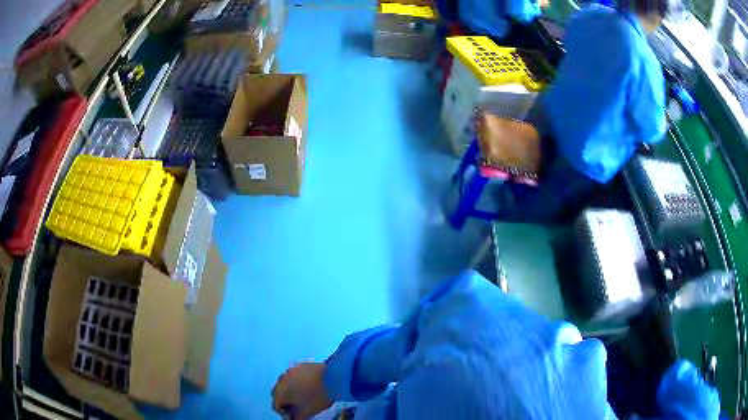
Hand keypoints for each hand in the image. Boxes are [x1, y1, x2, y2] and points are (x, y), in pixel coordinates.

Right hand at [272, 362, 332, 418]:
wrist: (333, 378)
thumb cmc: (317, 397)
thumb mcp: (306, 413)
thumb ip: (295, 418)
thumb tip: (291, 418)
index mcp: (279, 392)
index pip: (276, 406)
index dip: (285, 412)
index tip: (295, 415)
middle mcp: (281, 380)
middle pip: (278, 393)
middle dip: (285, 400)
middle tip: (297, 406)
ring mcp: (290, 370)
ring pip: (285, 383)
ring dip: (290, 390)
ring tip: (303, 395)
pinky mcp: (300, 365)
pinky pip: (294, 375)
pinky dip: (297, 381)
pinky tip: (308, 385)